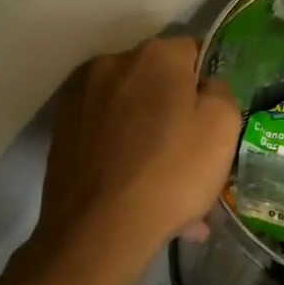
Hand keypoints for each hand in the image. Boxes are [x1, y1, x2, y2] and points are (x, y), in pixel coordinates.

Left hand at [31, 35, 241, 270]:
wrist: (98, 232)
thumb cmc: (171, 172)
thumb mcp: (223, 127)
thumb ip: (220, 91)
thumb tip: (205, 87)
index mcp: (154, 55)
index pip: (193, 52)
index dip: (207, 85)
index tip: (213, 119)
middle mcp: (111, 64)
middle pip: (157, 81)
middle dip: (175, 111)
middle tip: (193, 155)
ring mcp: (79, 98)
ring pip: (132, 113)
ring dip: (151, 137)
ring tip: (167, 185)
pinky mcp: (60, 132)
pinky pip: (108, 136)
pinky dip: (125, 155)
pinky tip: (140, 192)